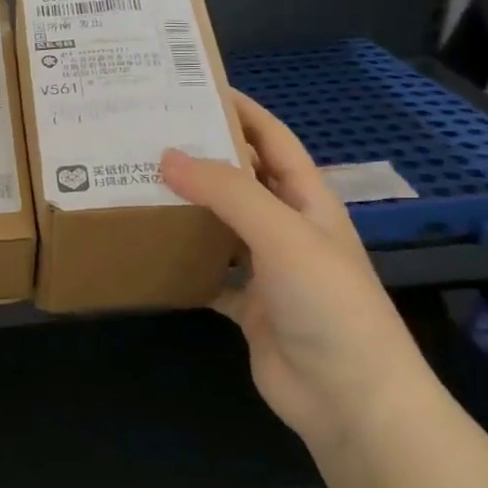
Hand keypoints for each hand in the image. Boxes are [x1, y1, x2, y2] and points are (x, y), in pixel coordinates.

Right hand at [160, 91, 432, 451]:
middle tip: (148, 136)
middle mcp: (287, 228)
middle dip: (202, 157)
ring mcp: (267, 269)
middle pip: (241, 180)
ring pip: (220, 226)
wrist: (350, 399)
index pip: (273, 140)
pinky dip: (181, 263)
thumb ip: (227, 192)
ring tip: (137, 185)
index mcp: (307, 201)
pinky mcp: (247, 306)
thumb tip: (167, 156)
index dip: (242, 110)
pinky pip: (207, 274)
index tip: (195, 87)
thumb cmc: (328, 304)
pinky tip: (147, 251)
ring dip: (187, 208)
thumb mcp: (282, 234)